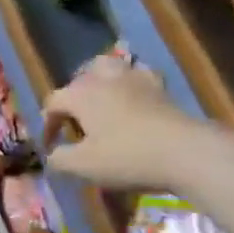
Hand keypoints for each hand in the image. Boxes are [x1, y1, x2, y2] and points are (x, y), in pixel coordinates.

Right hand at [42, 58, 214, 190]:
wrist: (186, 152)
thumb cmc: (127, 157)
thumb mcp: (83, 166)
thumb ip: (59, 159)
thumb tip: (51, 155)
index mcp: (81, 94)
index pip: (53, 102)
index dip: (47, 124)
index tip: (50, 146)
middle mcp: (104, 79)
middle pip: (80, 78)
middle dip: (72, 97)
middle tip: (74, 120)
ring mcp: (135, 79)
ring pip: (110, 67)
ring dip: (99, 80)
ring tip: (100, 99)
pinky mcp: (160, 88)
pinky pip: (139, 75)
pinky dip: (131, 82)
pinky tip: (133, 97)